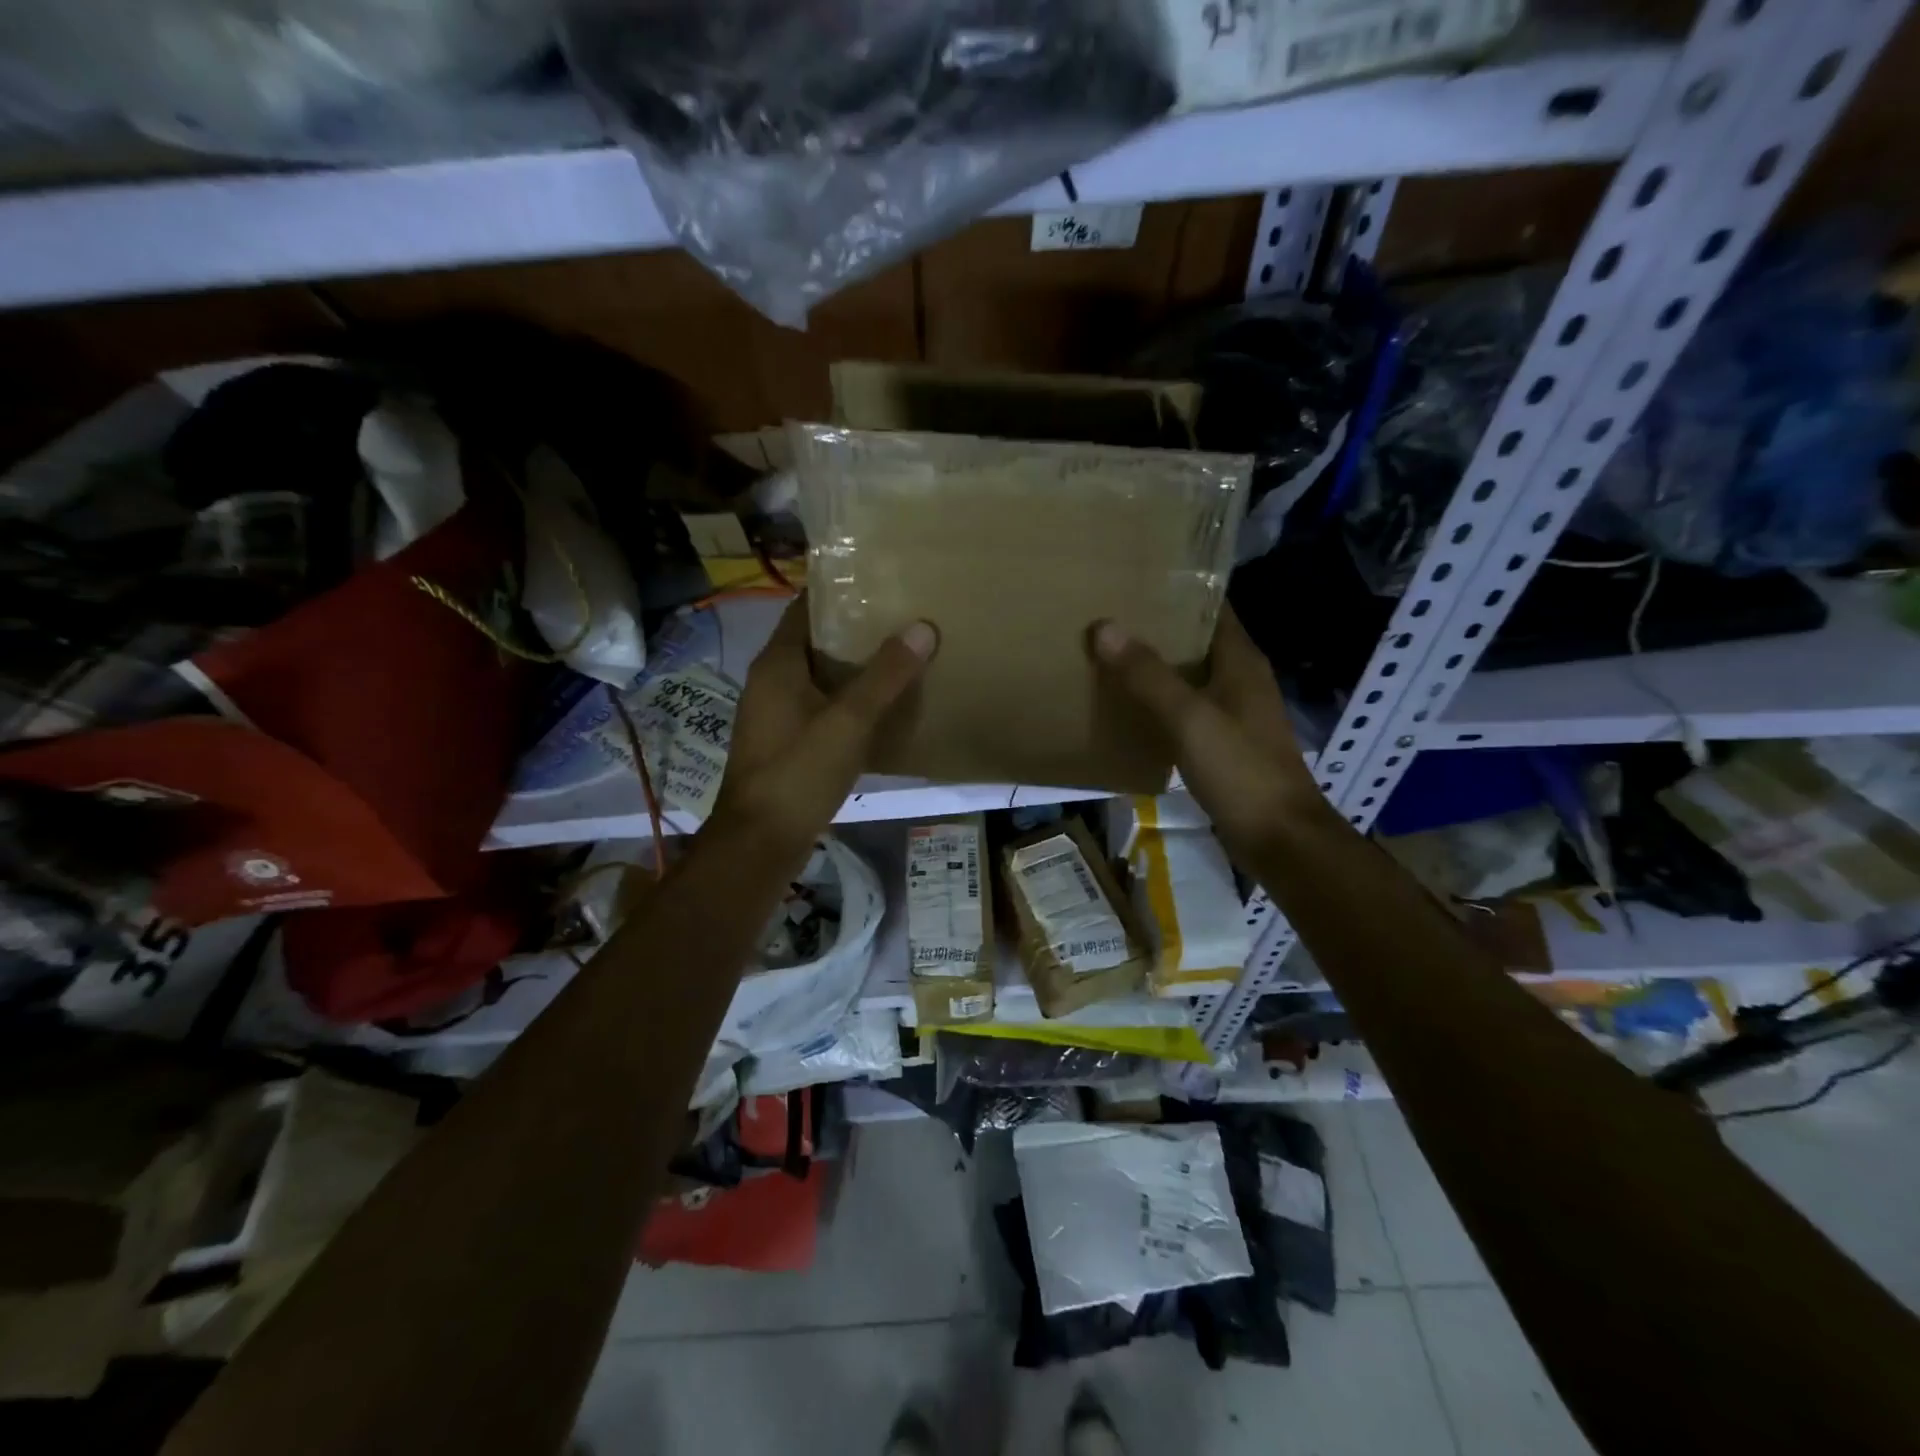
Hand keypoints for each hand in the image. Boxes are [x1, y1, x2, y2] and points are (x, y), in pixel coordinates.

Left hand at [711, 595, 935, 847]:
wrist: (760, 842)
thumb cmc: (799, 773)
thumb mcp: (848, 721)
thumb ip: (885, 676)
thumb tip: (922, 626)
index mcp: (777, 664)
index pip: (806, 608)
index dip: (839, 592)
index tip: (880, 581)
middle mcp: (771, 682)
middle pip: (815, 642)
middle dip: (855, 630)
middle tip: (902, 617)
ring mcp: (776, 715)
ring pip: (819, 677)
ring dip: (854, 668)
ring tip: (900, 656)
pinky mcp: (786, 743)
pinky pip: (821, 707)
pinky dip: (848, 700)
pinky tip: (881, 707)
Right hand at [1090, 606, 1330, 863]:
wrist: (1279, 838)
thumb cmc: (1240, 770)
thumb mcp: (1189, 718)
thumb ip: (1147, 675)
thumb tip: (1103, 627)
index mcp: (1240, 660)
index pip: (1210, 606)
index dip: (1175, 590)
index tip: (1130, 579)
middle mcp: (1240, 678)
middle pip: (1195, 640)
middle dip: (1155, 628)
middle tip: (1105, 616)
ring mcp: (1233, 713)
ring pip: (1188, 676)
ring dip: (1154, 667)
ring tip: (1106, 655)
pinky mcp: (1224, 744)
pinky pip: (1185, 710)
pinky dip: (1158, 703)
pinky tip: (1126, 707)